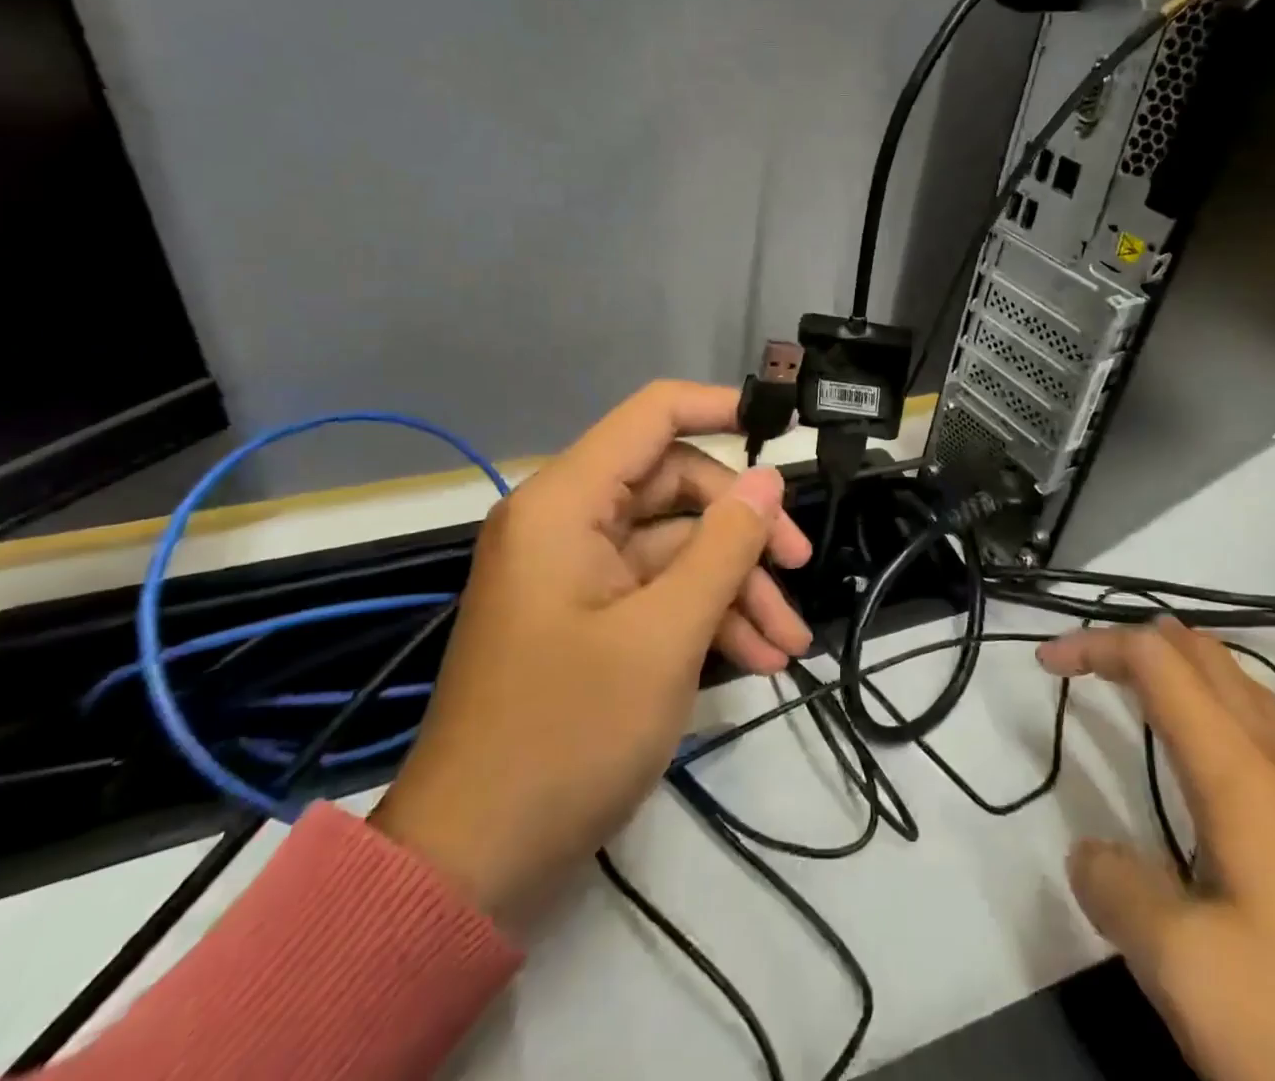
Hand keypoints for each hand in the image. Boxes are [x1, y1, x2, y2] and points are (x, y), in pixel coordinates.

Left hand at [371, 381, 813, 927]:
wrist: (473, 866)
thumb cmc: (567, 736)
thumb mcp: (666, 636)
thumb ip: (725, 546)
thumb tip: (768, 480)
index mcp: (567, 504)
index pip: (652, 415)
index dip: (720, 407)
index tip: (783, 426)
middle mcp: (568, 524)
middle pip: (676, 487)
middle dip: (744, 529)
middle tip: (801, 566)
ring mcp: (578, 574)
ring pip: (677, 548)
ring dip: (737, 586)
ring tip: (790, 643)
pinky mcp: (588, 619)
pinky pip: (658, 593)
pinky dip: (708, 617)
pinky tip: (759, 662)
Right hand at [1037, 620, 1274, 1080]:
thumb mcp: (1182, 966)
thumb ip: (1119, 890)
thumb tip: (1090, 856)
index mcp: (1237, 775)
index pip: (1157, 666)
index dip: (1096, 646)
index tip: (1045, 662)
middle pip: (1209, 666)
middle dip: (1142, 644)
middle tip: (1086, 659)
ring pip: (1260, 702)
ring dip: (1203, 668)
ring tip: (1164, 659)